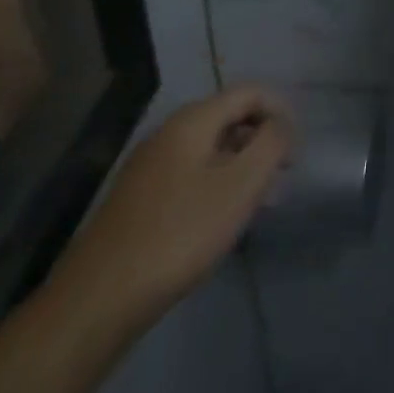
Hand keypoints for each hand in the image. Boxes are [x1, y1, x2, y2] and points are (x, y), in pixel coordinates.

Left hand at [46, 87, 292, 334]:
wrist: (98, 300)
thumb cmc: (180, 233)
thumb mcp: (240, 186)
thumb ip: (270, 144)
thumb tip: (280, 125)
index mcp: (193, 120)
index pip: (250, 92)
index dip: (281, 112)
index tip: (295, 151)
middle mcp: (168, 132)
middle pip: (229, 117)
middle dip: (261, 140)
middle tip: (280, 178)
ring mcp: (149, 165)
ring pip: (209, 148)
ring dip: (240, 165)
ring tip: (257, 202)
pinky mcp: (138, 198)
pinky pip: (190, 173)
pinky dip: (216, 184)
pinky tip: (220, 220)